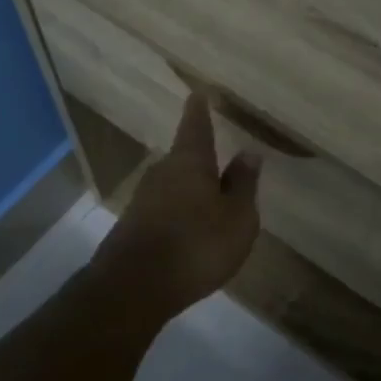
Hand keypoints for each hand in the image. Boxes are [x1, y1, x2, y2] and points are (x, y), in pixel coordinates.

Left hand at [90, 94, 261, 323]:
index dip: (199, 109)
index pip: (196, 125)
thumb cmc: (197, 245)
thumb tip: (249, 152)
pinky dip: (178, 213)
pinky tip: (189, 231)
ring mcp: (143, 199)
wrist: (133, 288)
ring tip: (208, 200)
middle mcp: (162, 172)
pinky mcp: (132, 226)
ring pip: (172, 184)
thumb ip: (243, 184)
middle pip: (183, 157)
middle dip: (199, 158)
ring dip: (189, 189)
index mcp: (190, 162)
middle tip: (218, 161)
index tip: (198, 93)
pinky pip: (162, 209)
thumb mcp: (237, 217)